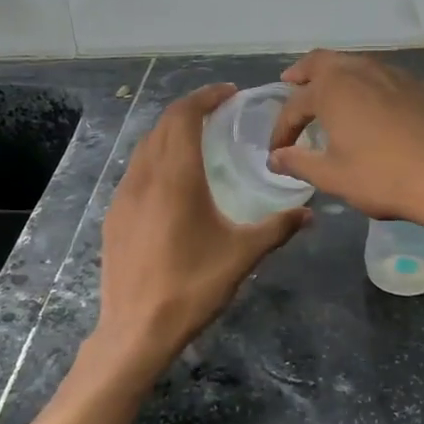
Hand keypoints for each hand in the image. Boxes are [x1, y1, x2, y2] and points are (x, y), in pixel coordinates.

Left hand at [94, 84, 307, 374]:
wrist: (136, 330)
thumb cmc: (192, 287)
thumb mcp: (242, 256)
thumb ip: (277, 229)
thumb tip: (309, 213)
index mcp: (176, 178)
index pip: (184, 116)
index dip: (205, 97)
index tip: (229, 93)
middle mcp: (145, 177)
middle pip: (163, 125)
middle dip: (190, 110)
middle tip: (219, 112)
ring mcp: (124, 197)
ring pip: (145, 147)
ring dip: (171, 132)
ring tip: (198, 140)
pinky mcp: (114, 216)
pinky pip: (136, 171)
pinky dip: (156, 158)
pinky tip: (173, 181)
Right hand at [267, 50, 423, 236]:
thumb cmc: (384, 178)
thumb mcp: (333, 177)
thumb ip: (299, 162)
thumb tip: (275, 157)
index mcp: (333, 89)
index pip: (294, 105)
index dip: (282, 128)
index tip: (278, 151)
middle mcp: (362, 70)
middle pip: (323, 62)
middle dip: (303, 73)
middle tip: (291, 83)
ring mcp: (398, 75)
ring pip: (359, 65)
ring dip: (339, 77)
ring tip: (332, 94)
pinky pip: (389, 80)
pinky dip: (373, 89)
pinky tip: (379, 109)